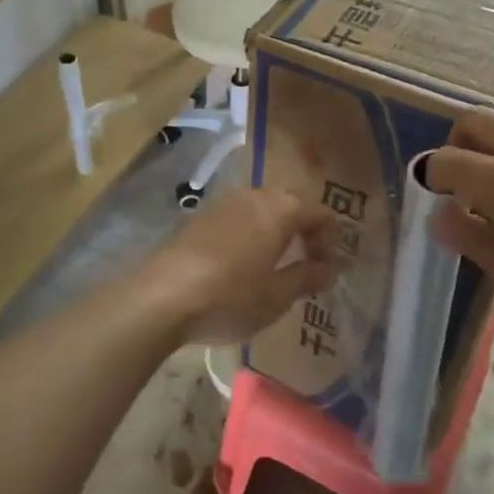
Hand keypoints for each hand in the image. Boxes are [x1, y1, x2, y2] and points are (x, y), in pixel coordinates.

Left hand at [141, 187, 339, 345]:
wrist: (162, 297)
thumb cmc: (229, 297)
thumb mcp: (276, 296)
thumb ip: (307, 278)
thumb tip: (330, 269)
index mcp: (281, 210)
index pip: (320, 213)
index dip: (332, 238)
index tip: (330, 267)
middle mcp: (255, 196)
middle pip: (291, 204)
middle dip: (305, 230)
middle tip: (309, 262)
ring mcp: (225, 203)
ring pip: (263, 209)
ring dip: (277, 230)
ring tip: (278, 263)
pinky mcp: (201, 216)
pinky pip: (239, 217)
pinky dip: (252, 233)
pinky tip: (244, 263)